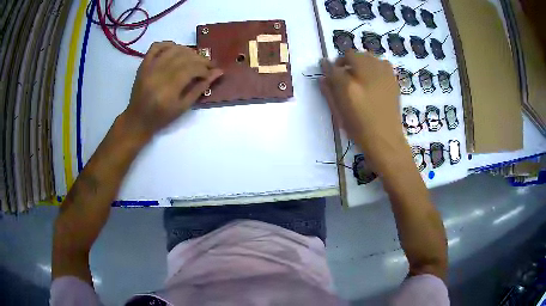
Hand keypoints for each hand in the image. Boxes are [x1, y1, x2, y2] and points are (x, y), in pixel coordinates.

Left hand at [122, 41, 222, 139]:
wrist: (137, 119)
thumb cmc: (161, 117)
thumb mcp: (183, 107)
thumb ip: (200, 88)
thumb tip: (218, 73)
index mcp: (168, 90)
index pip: (191, 69)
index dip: (204, 68)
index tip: (211, 72)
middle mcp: (158, 75)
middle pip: (184, 57)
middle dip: (199, 59)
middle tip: (207, 64)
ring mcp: (149, 68)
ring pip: (173, 49)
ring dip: (187, 50)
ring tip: (194, 58)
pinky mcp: (143, 65)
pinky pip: (156, 47)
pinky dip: (168, 44)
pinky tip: (176, 49)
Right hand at [320, 51, 408, 168]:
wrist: (385, 139)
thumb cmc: (359, 129)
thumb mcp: (339, 113)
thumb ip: (329, 92)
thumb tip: (323, 77)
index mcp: (350, 86)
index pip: (333, 67)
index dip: (327, 66)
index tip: (326, 69)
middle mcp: (366, 75)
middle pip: (351, 54)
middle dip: (344, 61)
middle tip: (343, 74)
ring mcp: (382, 75)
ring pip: (367, 55)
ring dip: (359, 61)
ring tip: (359, 75)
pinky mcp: (393, 79)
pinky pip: (381, 62)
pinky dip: (374, 65)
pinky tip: (373, 78)